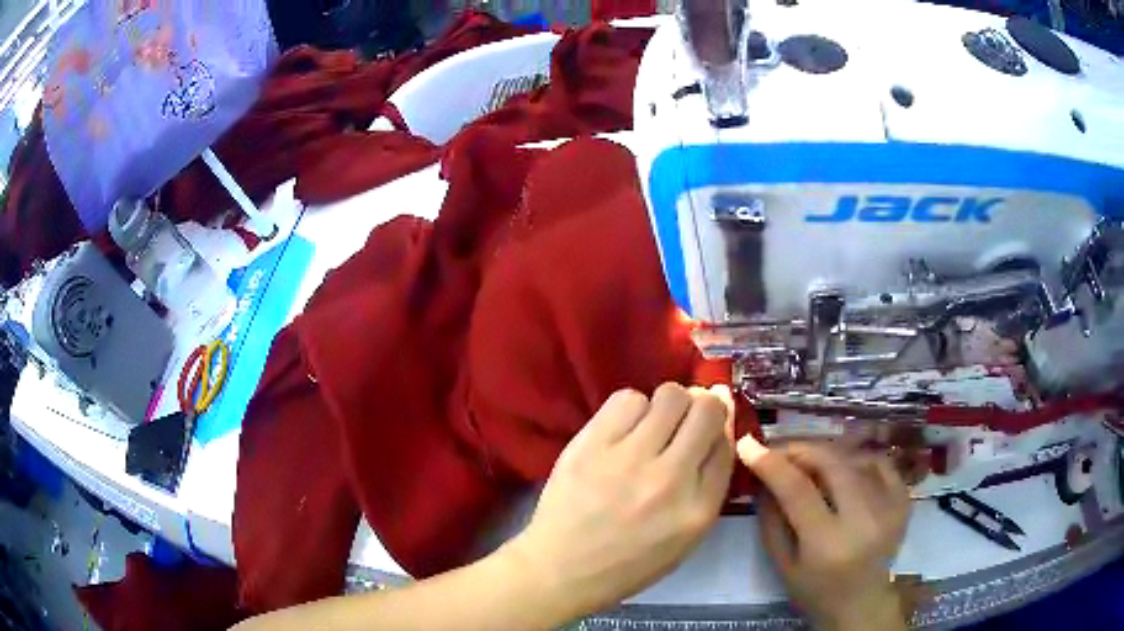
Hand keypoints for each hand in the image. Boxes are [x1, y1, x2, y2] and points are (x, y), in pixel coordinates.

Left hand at [505, 383, 735, 618]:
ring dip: (666, 406)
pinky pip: (627, 398)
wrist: (561, 569)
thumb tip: (720, 426)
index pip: (726, 443)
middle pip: (705, 409)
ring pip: (669, 395)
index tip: (710, 424)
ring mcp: (628, 459)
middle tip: (682, 421)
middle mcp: (670, 479)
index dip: (721, 427)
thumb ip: (709, 485)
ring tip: (649, 428)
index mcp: (697, 510)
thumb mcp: (685, 539)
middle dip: (701, 407)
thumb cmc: (628, 563)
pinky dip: (632, 407)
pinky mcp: (591, 445)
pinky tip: (622, 429)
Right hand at [738, 437, 910, 630]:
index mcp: (828, 544)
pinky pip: (879, 463)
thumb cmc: (815, 591)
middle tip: (779, 450)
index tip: (749, 444)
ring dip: (826, 455)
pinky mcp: (903, 500)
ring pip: (854, 458)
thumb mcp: (782, 564)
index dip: (772, 463)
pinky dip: (857, 459)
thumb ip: (771, 519)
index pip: (798, 490)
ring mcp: (890, 507)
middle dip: (800, 449)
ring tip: (808, 465)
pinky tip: (844, 470)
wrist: (862, 603)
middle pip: (832, 464)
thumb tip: (763, 476)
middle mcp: (864, 520)